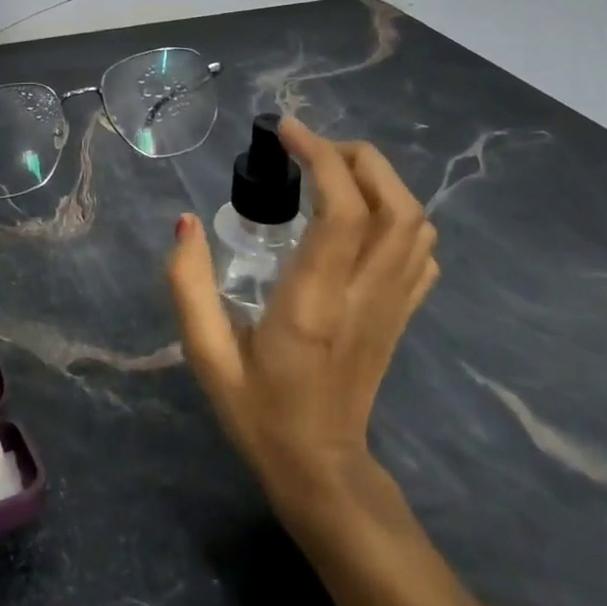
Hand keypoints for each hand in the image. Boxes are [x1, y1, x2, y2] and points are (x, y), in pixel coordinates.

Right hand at [166, 118, 437, 543]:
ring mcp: (393, 306)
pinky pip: (420, 251)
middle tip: (308, 147)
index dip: (320, 157)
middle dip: (357, 157)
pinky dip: (398, 214)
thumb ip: (188, 285)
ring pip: (416, 223)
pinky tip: (358, 214)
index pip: (341, 212)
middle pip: (395, 205)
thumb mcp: (205, 354)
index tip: (286, 132)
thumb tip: (186, 221)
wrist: (323, 473)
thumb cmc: (259, 412)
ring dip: (379, 180)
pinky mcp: (402, 315)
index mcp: (314, 302)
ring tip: (329, 171)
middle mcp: (364, 296)